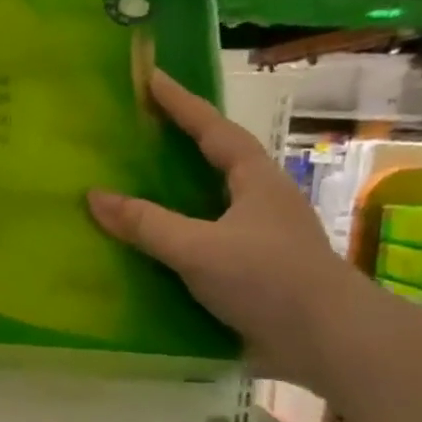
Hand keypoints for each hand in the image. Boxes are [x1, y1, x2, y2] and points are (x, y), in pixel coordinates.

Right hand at [87, 70, 368, 384]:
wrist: (328, 342)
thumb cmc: (268, 279)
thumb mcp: (199, 248)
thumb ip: (146, 224)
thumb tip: (94, 196)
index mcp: (256, 181)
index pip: (213, 130)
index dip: (181, 104)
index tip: (151, 79)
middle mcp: (260, 202)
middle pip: (214, 162)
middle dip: (179, 145)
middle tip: (138, 132)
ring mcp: (260, 238)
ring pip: (210, 204)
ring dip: (176, 195)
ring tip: (135, 187)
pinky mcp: (253, 272)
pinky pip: (205, 241)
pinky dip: (178, 237)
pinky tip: (151, 249)